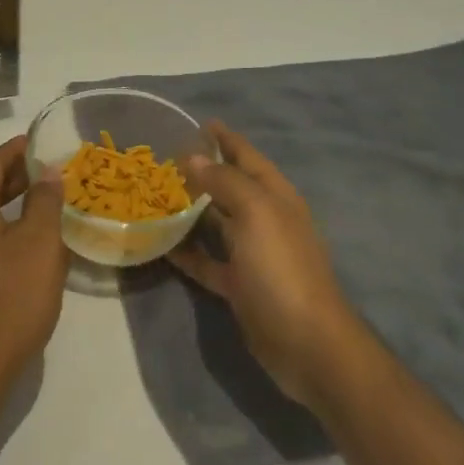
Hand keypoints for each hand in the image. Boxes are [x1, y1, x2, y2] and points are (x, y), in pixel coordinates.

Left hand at [0, 135, 69, 395]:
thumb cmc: (11, 298)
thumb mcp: (39, 243)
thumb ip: (44, 201)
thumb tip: (46, 171)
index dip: (14, 150)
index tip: (39, 141)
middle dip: (14, 175)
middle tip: (48, 169)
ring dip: (10, 202)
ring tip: (44, 200)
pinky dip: (3, 226)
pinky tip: (29, 241)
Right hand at [168, 124, 365, 409]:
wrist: (307, 343)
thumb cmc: (282, 267)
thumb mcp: (255, 212)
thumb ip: (223, 181)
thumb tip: (193, 156)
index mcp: (275, 196)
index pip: (247, 156)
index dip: (225, 138)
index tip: (199, 122)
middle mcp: (265, 219)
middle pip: (230, 186)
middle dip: (203, 170)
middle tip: (164, 158)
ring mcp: (253, 254)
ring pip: (217, 222)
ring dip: (191, 208)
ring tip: (156, 194)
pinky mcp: (240, 285)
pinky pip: (208, 261)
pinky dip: (188, 251)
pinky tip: (161, 243)